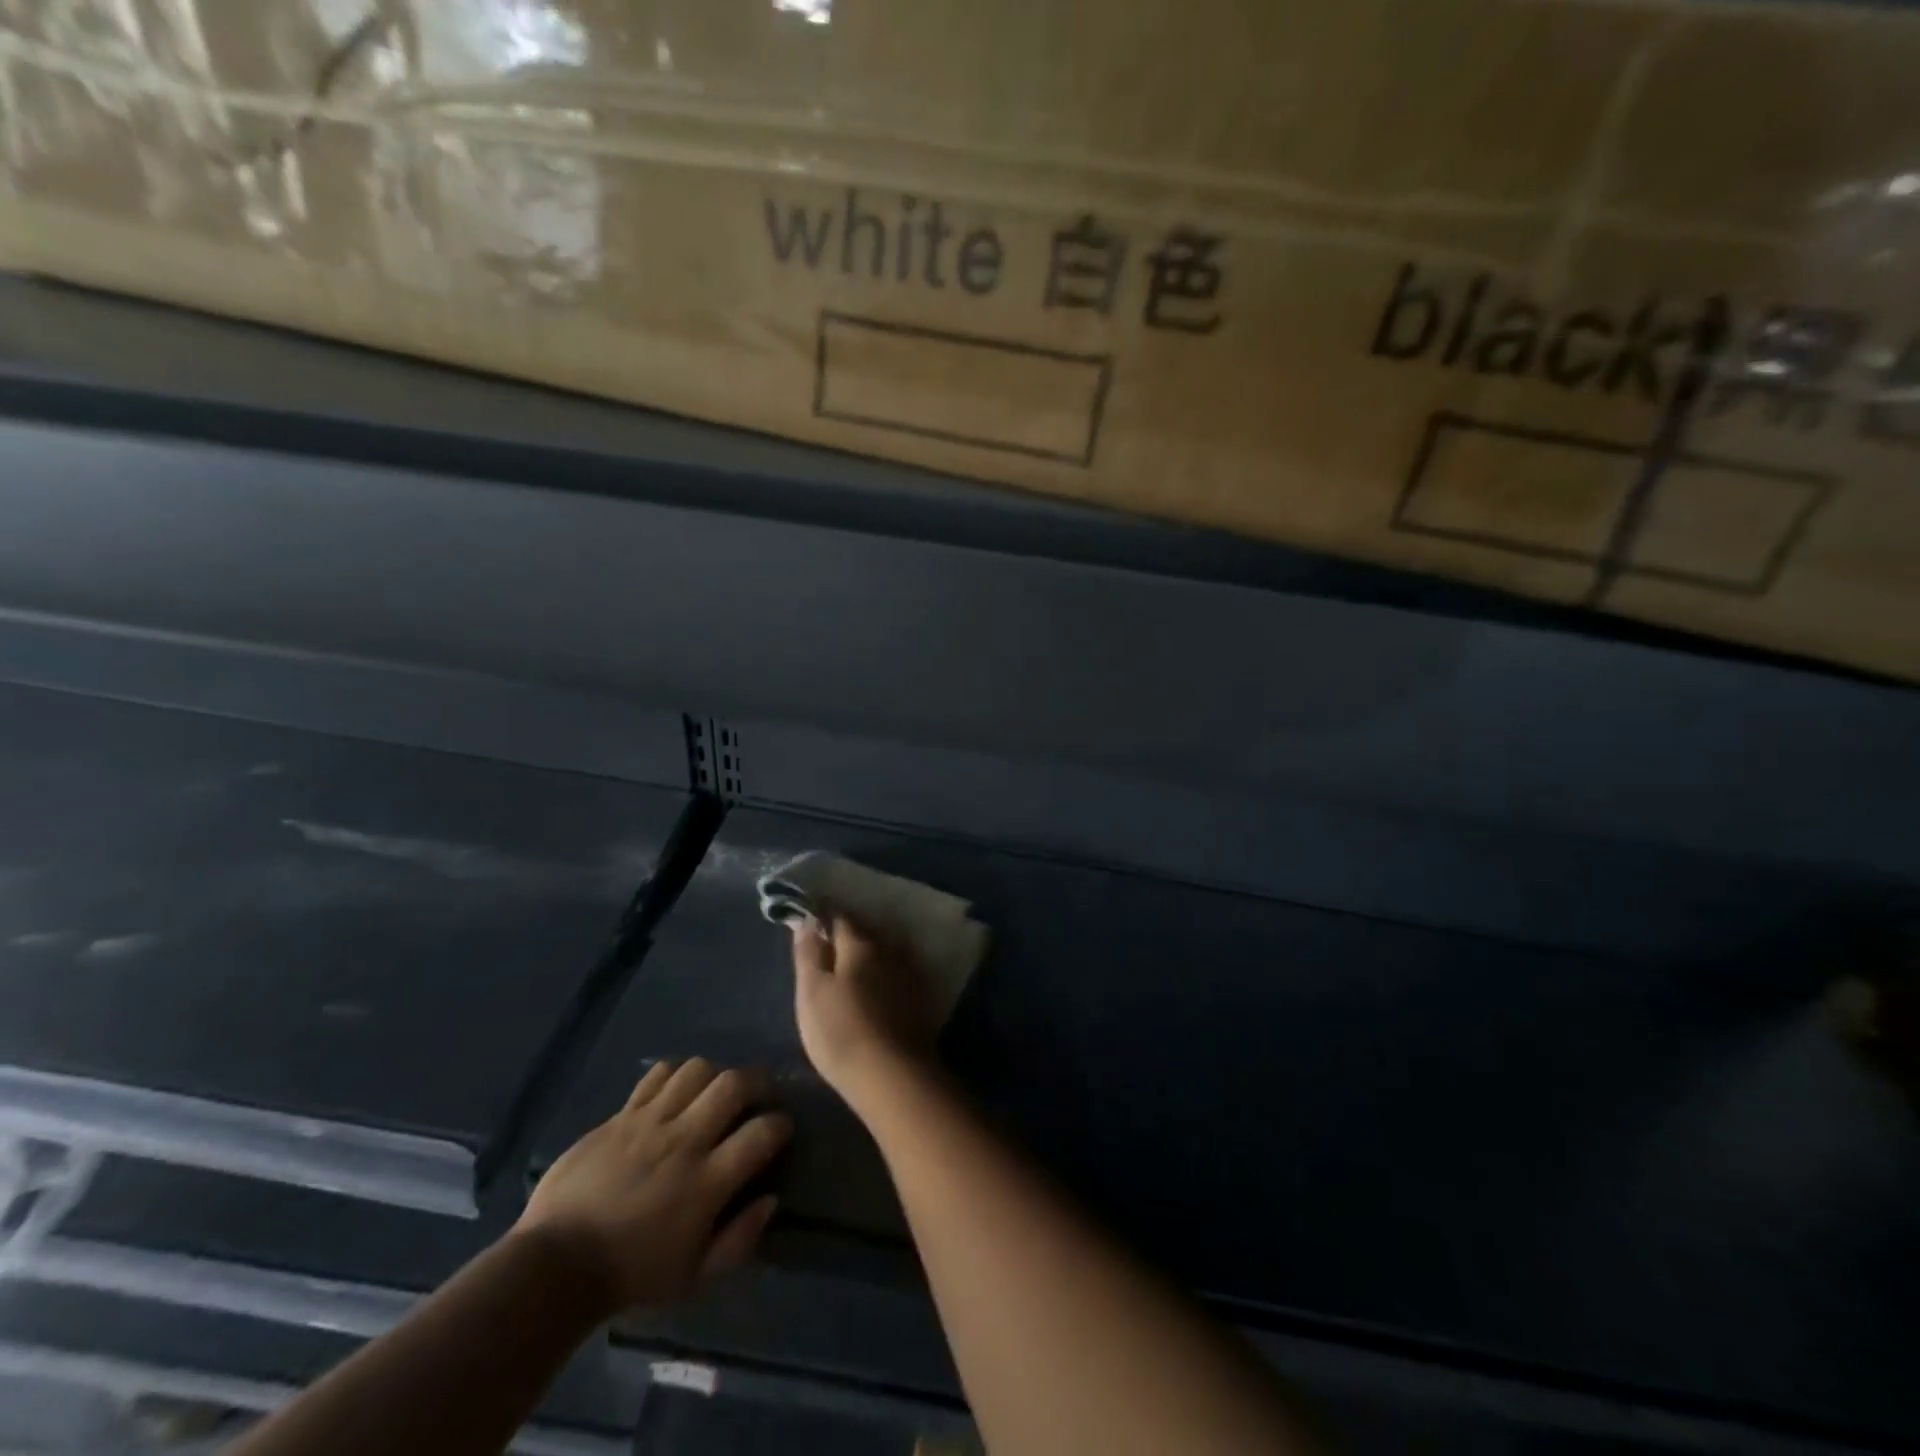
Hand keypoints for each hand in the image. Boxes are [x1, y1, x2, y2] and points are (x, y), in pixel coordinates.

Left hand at [516, 1060, 790, 1314]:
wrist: (555, 1266)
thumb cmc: (632, 1276)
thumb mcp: (695, 1277)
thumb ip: (741, 1240)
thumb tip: (771, 1200)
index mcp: (707, 1182)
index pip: (762, 1133)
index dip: (781, 1125)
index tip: (781, 1131)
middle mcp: (684, 1142)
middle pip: (733, 1085)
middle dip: (757, 1082)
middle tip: (759, 1095)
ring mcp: (649, 1123)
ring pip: (697, 1070)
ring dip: (715, 1076)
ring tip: (715, 1092)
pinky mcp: (621, 1116)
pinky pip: (657, 1076)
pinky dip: (675, 1076)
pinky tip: (676, 1093)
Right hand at [792, 916, 940, 1107]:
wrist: (893, 1076)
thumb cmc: (841, 1032)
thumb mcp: (811, 992)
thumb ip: (808, 953)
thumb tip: (806, 919)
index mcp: (860, 943)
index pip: (840, 918)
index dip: (823, 919)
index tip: (809, 924)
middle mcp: (890, 949)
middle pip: (866, 932)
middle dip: (848, 934)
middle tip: (828, 948)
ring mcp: (910, 973)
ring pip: (886, 951)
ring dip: (871, 953)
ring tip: (852, 968)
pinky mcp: (921, 998)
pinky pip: (899, 973)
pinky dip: (886, 973)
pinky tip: (879, 987)